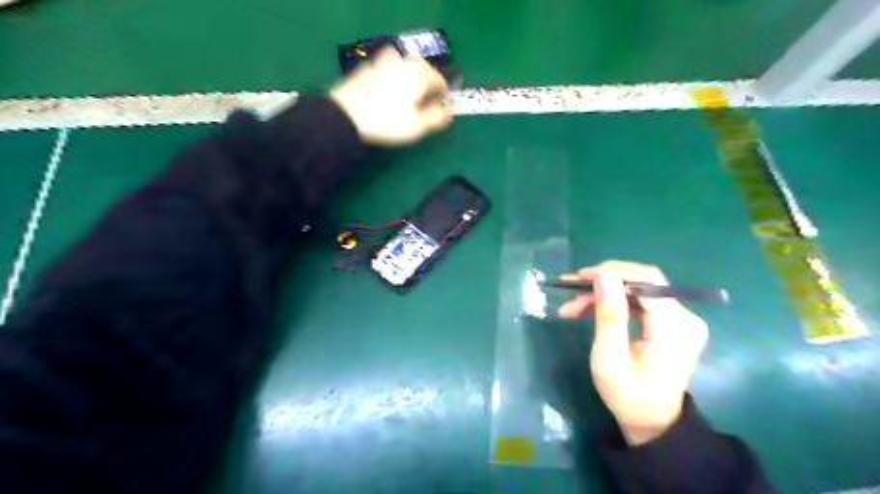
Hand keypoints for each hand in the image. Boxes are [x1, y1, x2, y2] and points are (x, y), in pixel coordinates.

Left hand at [330, 47, 452, 143]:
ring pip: (404, 64)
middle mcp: (404, 62)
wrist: (347, 114)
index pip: (439, 80)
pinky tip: (389, 88)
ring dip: (411, 74)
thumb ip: (437, 117)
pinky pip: (387, 67)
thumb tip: (449, 112)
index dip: (444, 94)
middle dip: (428, 81)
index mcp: (419, 75)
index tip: (444, 106)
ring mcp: (384, 62)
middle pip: (422, 67)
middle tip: (428, 97)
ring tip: (409, 91)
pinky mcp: (368, 67)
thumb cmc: (387, 122)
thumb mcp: (417, 126)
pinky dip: (393, 75)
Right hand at [560, 260, 709, 446]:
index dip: (612, 272)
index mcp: (674, 328)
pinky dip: (613, 301)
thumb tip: (603, 276)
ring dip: (603, 293)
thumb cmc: (628, 396)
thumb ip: (609, 316)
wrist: (653, 422)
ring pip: (637, 289)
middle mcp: (685, 317)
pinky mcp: (673, 321)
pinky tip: (589, 309)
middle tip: (569, 291)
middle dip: (602, 282)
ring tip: (572, 306)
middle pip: (641, 282)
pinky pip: (639, 300)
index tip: (579, 278)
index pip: (647, 280)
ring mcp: (681, 319)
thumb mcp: (610, 359)